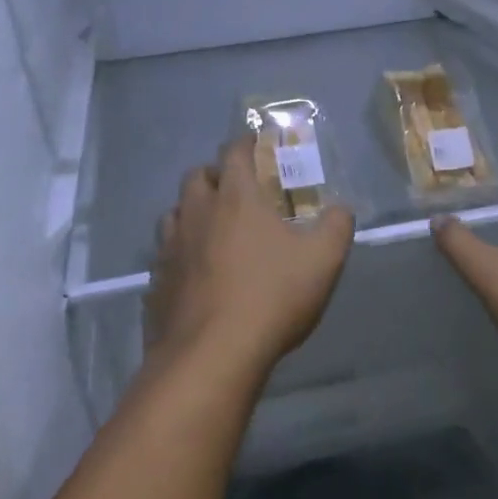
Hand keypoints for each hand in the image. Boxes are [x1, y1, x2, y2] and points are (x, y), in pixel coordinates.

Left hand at [145, 137, 355, 378]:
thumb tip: (341, 208)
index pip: (234, 152)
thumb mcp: (323, 260)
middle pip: (196, 176)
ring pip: (174, 213)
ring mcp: (170, 247)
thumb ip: (337, 226)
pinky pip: (164, 254)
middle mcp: (196, 213)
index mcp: (235, 198)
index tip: (257, 146)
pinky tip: (194, 273)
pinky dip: (179, 253)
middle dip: (215, 174)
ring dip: (191, 211)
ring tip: (212, 229)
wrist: (212, 354)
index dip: (246, 143)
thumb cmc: (272, 297)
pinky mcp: (156, 281)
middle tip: (236, 190)